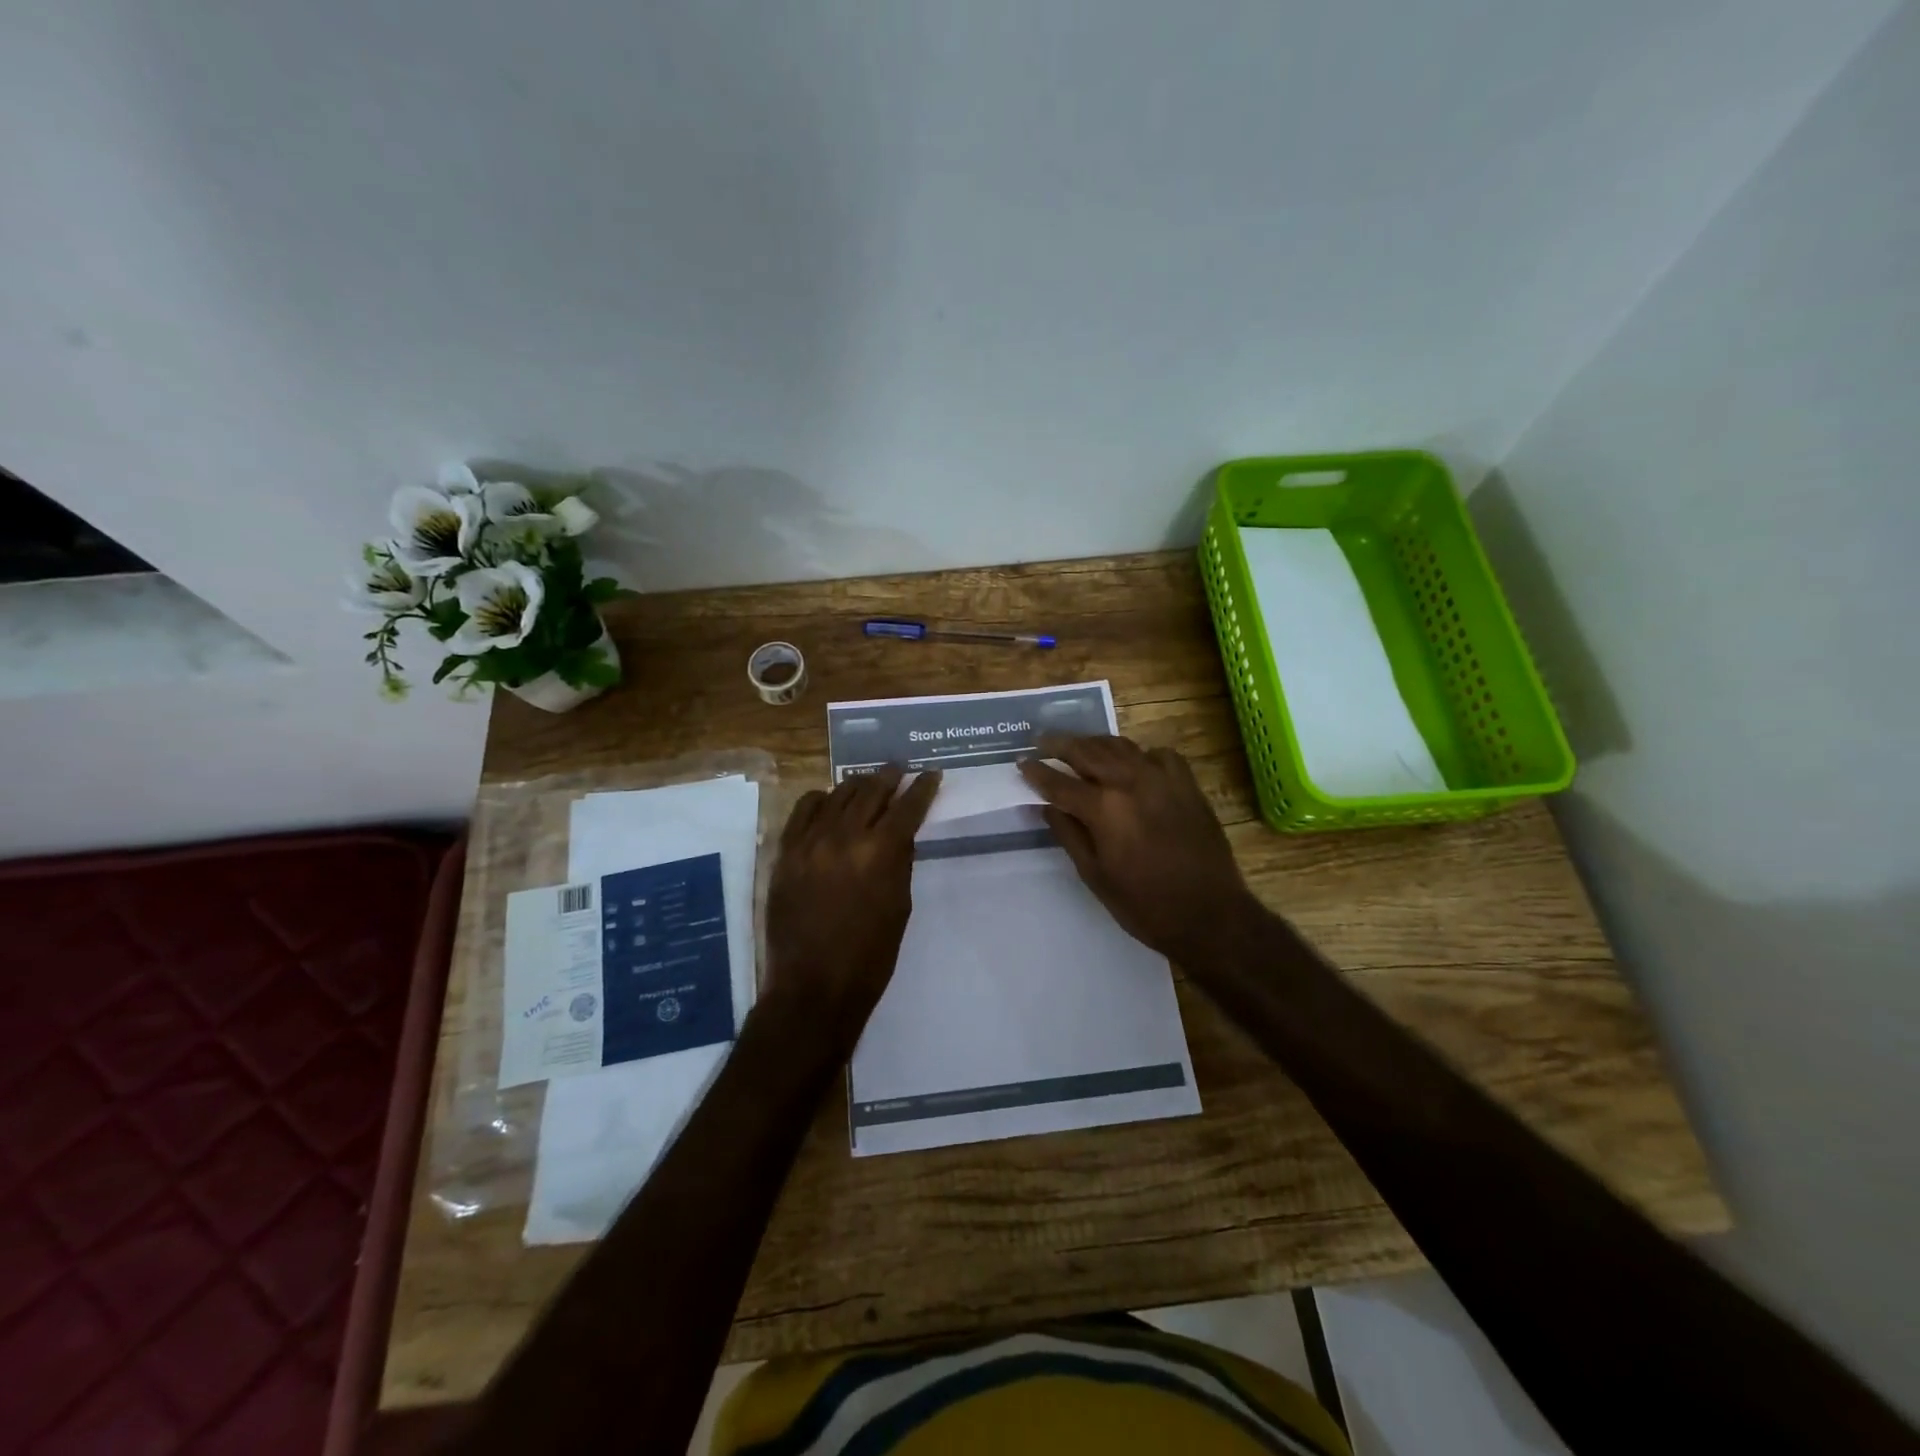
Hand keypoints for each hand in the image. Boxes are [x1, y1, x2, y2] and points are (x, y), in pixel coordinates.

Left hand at [764, 765, 941, 1054]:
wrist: (813, 986)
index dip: (923, 788)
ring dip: (857, 785)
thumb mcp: (899, 906)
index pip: (908, 807)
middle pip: (871, 790)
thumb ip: (900, 862)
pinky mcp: (785, 852)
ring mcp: (810, 841)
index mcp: (881, 853)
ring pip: (837, 794)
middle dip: (890, 776)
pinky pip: (802, 810)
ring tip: (868, 782)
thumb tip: (900, 832)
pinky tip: (829, 802)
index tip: (931, 774)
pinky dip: (820, 800)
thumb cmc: (870, 956)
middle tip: (900, 769)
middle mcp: (845, 836)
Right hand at [1019, 734, 1260, 964]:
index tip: (1021, 762)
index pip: (1059, 783)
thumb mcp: (1095, 876)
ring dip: (1095, 743)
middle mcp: (1130, 782)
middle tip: (1042, 741)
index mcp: (1104, 808)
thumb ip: (1069, 835)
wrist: (1210, 915)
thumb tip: (1047, 807)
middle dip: (1061, 744)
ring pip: (1121, 746)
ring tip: (1079, 745)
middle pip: (1087, 751)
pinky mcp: (1187, 784)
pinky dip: (1139, 754)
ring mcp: (1163, 778)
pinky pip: (1158, 755)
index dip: (1037, 772)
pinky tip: (1133, 765)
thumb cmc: (1145, 905)